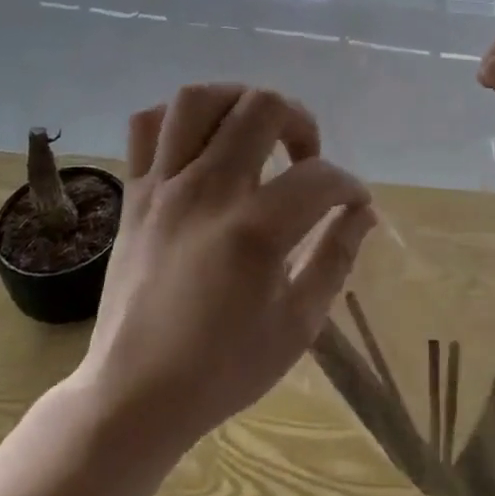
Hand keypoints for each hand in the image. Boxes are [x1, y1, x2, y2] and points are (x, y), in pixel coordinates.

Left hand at [78, 84, 374, 454]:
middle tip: (306, 156)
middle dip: (300, 121)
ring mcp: (163, 186)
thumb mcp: (297, 325)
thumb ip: (336, 258)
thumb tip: (362, 212)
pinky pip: (146, 125)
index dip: (350, 186)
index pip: (320, 177)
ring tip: (255, 130)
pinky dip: (176, 119)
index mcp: (255, 230)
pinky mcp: (133, 193)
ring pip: (199, 99)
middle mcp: (208, 191)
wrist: (134, 396)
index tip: (354, 204)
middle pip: (262, 108)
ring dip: (238, 101)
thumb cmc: (222, 368)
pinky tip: (199, 143)